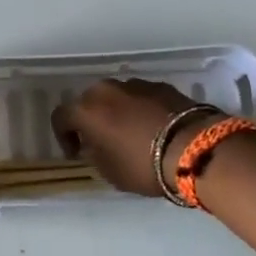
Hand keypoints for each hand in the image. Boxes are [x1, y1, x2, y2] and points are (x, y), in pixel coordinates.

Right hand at [51, 78, 203, 197]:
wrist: (194, 148)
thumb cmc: (143, 164)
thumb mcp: (109, 171)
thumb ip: (94, 153)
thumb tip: (94, 144)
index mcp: (87, 109)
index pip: (61, 116)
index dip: (63, 136)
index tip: (76, 153)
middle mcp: (107, 90)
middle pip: (89, 102)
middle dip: (91, 120)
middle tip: (101, 141)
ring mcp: (135, 84)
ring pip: (116, 97)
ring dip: (117, 113)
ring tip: (131, 134)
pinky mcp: (161, 85)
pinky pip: (140, 97)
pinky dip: (140, 109)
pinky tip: (153, 128)